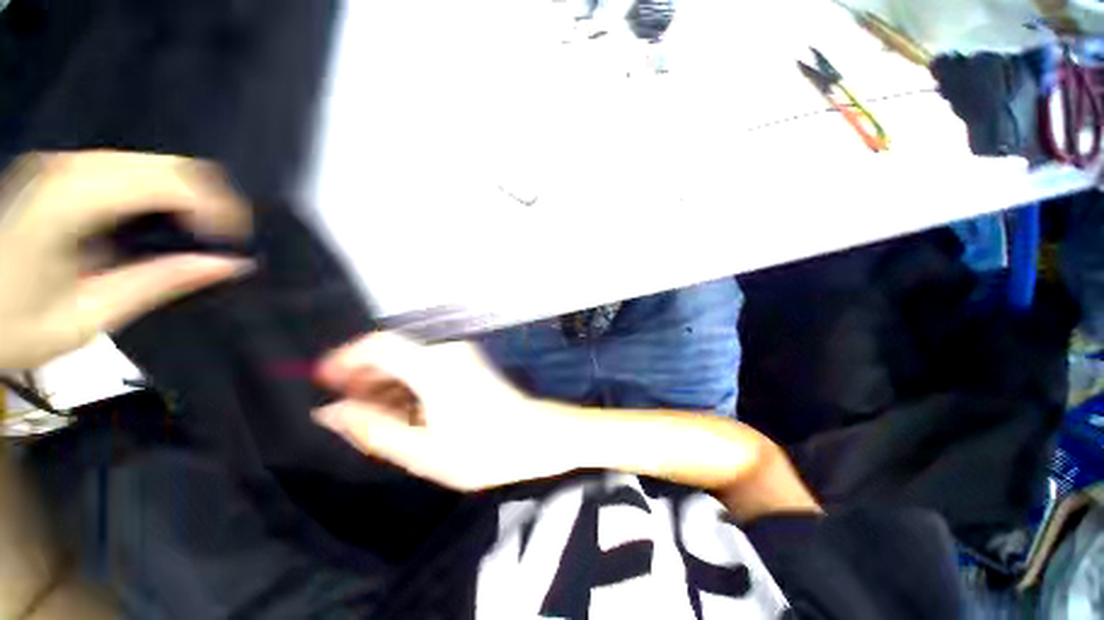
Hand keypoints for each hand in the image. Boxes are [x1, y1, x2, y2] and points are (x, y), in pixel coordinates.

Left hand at [0, 151, 251, 369]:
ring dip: (189, 198)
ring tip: (197, 237)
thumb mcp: (87, 317)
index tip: (236, 245)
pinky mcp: (62, 170)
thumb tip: (230, 265)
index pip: (172, 181)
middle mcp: (71, 166)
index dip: (219, 209)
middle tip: (225, 242)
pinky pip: (133, 170)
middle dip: (213, 201)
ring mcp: (64, 163)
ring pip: (157, 163)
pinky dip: (163, 194)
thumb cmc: (10, 325)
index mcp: (72, 199)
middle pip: (170, 164)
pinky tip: (159, 226)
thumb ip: (158, 283)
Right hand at [314, 332, 573, 491]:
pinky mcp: (468, 362)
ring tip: (374, 417)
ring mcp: (461, 354)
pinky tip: (405, 411)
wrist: (535, 436)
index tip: (324, 380)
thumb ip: (373, 429)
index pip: (379, 343)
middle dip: (365, 375)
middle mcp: (447, 352)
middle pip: (393, 351)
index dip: (346, 357)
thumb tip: (332, 412)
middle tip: (348, 409)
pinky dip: (408, 383)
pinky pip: (427, 365)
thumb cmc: (482, 450)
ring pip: (410, 359)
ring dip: (386, 382)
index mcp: (433, 367)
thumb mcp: (421, 451)